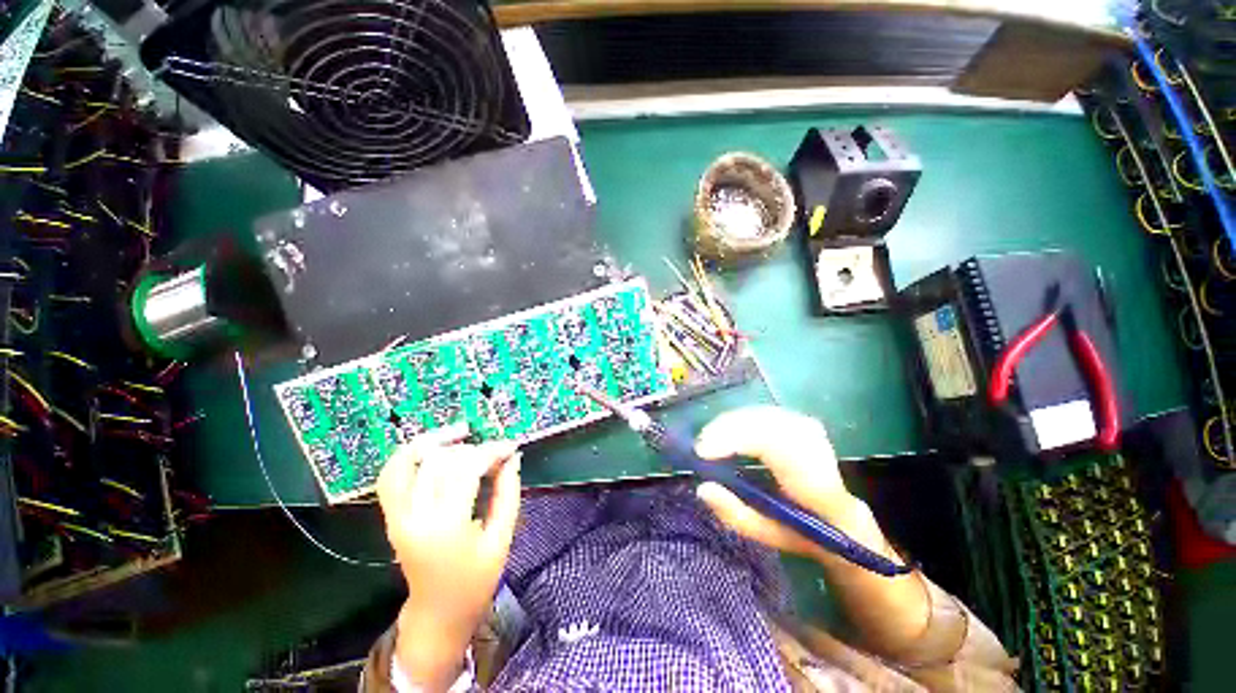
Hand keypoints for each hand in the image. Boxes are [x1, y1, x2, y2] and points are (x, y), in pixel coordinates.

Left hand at [377, 424, 521, 688]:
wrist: (437, 613)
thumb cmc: (475, 580)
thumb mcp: (501, 539)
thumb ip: (508, 494)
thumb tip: (513, 458)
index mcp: (446, 527)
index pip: (466, 469)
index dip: (491, 451)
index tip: (510, 447)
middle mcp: (415, 517)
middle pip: (439, 461)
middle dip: (472, 448)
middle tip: (494, 453)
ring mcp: (397, 516)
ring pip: (406, 462)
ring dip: (434, 441)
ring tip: (461, 433)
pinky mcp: (391, 517)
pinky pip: (390, 476)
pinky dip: (408, 454)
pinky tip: (433, 448)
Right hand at [694, 406, 884, 560]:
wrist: (841, 519)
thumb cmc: (802, 532)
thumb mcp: (766, 535)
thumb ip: (734, 515)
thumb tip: (703, 487)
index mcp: (814, 483)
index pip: (775, 447)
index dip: (735, 441)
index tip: (703, 451)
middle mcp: (817, 449)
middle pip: (767, 423)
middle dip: (727, 428)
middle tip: (701, 445)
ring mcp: (811, 431)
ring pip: (764, 414)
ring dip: (732, 422)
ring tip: (710, 438)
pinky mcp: (802, 422)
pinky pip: (766, 413)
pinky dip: (742, 418)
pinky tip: (729, 429)